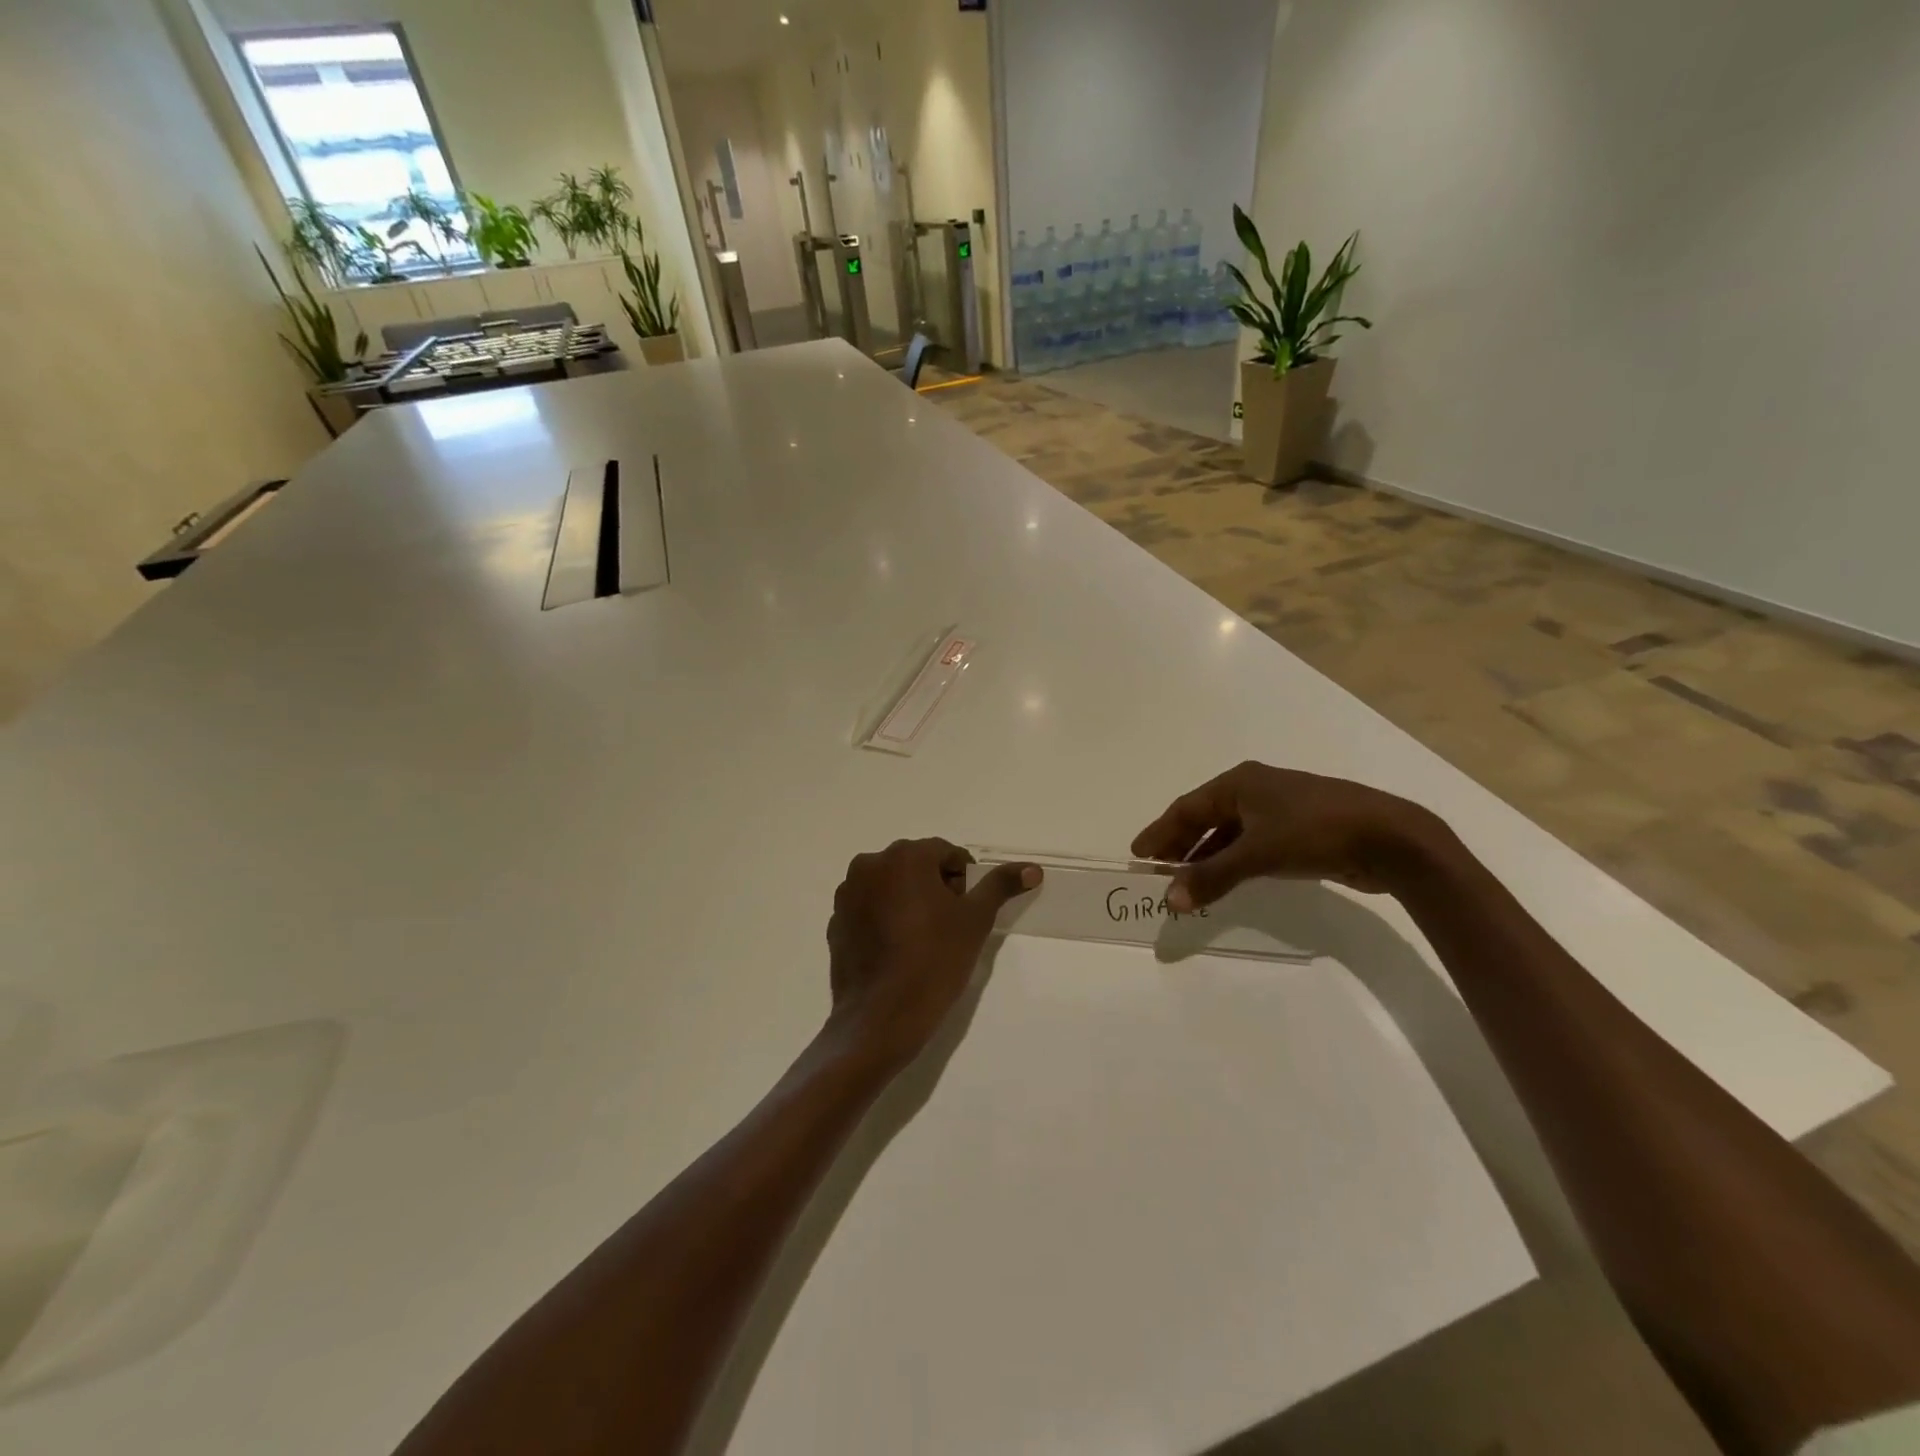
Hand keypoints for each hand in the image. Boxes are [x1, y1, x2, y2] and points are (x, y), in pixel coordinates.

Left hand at [826, 840, 1041, 1067]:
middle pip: (915, 865)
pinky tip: (897, 950)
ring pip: (891, 885)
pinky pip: (869, 908)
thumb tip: (1032, 868)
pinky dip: (885, 918)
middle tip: (950, 925)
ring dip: (909, 900)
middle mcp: (870, 865)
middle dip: (936, 887)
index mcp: (904, 857)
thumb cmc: (934, 961)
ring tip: (924, 939)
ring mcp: (848, 894)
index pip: (945, 853)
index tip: (968, 910)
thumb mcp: (975, 921)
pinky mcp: (836, 921)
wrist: (881, 1018)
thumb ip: (1001, 886)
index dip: (963, 879)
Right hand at [1131, 762, 1446, 908]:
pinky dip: (1233, 861)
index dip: (1160, 832)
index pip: (1186, 808)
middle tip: (1157, 870)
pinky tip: (1226, 880)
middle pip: (1205, 818)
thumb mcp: (1258, 854)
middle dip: (1180, 845)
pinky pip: (1251, 844)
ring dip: (1206, 856)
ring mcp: (1279, 809)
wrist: (1391, 838)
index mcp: (1239, 783)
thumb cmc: (1316, 832)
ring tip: (1187, 881)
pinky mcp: (1299, 830)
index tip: (1139, 854)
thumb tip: (1169, 900)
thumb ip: (1211, 877)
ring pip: (1229, 833)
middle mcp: (1255, 790)